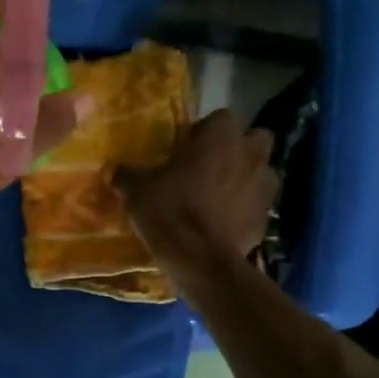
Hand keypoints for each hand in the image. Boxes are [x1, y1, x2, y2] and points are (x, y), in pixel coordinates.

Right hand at [117, 108, 277, 277]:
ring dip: (245, 177)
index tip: (187, 148)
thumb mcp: (137, 192)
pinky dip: (245, 209)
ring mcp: (265, 186)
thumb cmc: (170, 212)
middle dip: (237, 148)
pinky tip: (224, 222)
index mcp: (222, 136)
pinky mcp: (267, 217)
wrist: (200, 260)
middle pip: (254, 139)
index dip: (205, 131)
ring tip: (219, 195)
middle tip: (210, 165)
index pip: (221, 117)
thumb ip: (126, 175)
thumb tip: (111, 169)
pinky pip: (258, 204)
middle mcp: (250, 154)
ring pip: (261, 171)